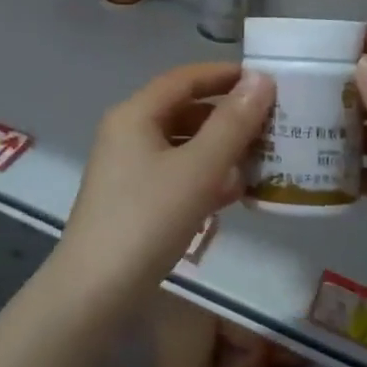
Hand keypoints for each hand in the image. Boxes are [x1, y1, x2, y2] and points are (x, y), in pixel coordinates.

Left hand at [51, 63, 274, 315]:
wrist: (96, 292)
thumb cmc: (147, 219)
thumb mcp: (198, 169)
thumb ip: (233, 123)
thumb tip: (261, 79)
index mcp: (135, 114)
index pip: (185, 78)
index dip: (225, 75)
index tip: (266, 81)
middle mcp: (128, 132)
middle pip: (184, 110)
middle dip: (227, 115)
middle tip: (271, 123)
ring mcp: (128, 167)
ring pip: (182, 144)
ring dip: (220, 148)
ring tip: (261, 158)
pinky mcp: (134, 198)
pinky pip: (176, 173)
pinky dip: (205, 175)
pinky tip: (234, 192)